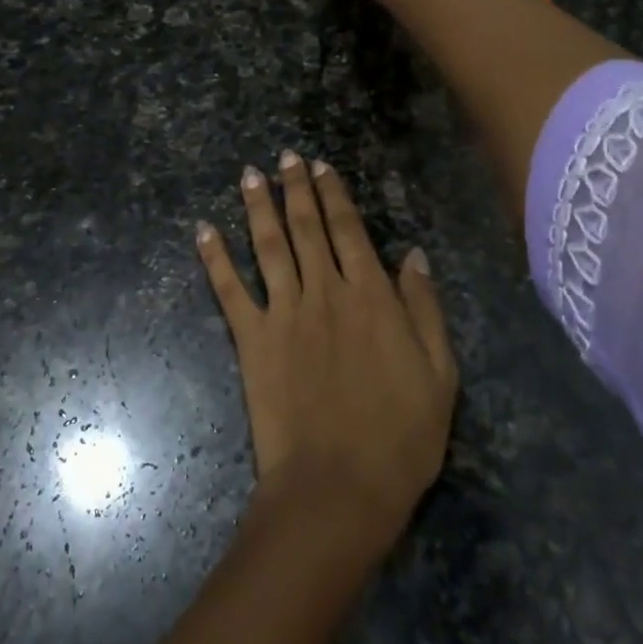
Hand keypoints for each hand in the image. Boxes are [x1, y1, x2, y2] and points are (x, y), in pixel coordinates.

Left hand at [196, 151, 458, 554]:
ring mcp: (284, 313)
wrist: (339, 487)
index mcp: (370, 296)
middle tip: (285, 156)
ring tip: (249, 174)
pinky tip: (203, 230)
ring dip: (257, 206)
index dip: (333, 195)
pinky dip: (215, 258)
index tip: (320, 167)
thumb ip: (424, 309)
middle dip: (295, 188)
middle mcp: (324, 291)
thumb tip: (413, 255)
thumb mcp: (439, 373)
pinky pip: (229, 290)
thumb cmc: (400, 436)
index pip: (348, 230)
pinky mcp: (252, 339)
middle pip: (306, 227)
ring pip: (268, 245)